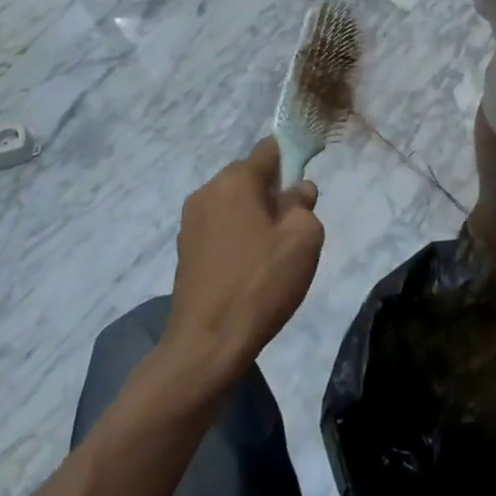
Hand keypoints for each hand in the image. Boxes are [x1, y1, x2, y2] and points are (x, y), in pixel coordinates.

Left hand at [163, 139, 323, 384]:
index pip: (270, 149)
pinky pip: (221, 227)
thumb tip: (297, 191)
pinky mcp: (185, 249)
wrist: (207, 346)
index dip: (295, 157)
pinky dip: (240, 236)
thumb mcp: (303, 238)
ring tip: (275, 252)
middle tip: (297, 226)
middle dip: (276, 192)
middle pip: (251, 177)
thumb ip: (304, 204)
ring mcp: (190, 222)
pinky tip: (252, 268)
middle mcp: (207, 192)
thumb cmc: (260, 283)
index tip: (310, 181)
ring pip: (236, 204)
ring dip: (257, 216)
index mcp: (234, 180)